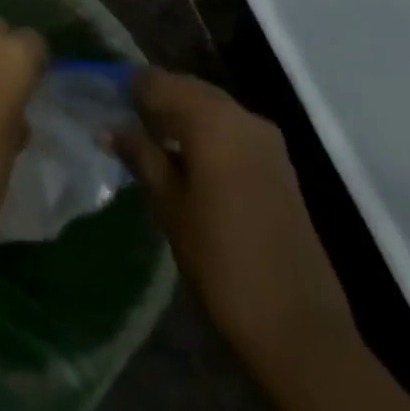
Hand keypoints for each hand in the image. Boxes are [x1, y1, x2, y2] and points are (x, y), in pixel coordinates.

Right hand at [115, 70, 357, 372]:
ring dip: (182, 116)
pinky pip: (232, 128)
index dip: (130, 90)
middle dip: (157, 100)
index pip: (157, 81)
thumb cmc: (223, 262)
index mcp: (210, 119)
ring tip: (153, 144)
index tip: (107, 107)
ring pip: (211, 106)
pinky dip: (206, 132)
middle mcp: (241, 115)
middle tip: (127, 125)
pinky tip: (188, 160)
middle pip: (187, 87)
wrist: (302, 329)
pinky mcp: (279, 163)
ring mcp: (266, 139)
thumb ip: (142, 157)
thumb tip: (111, 129)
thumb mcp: (170, 207)